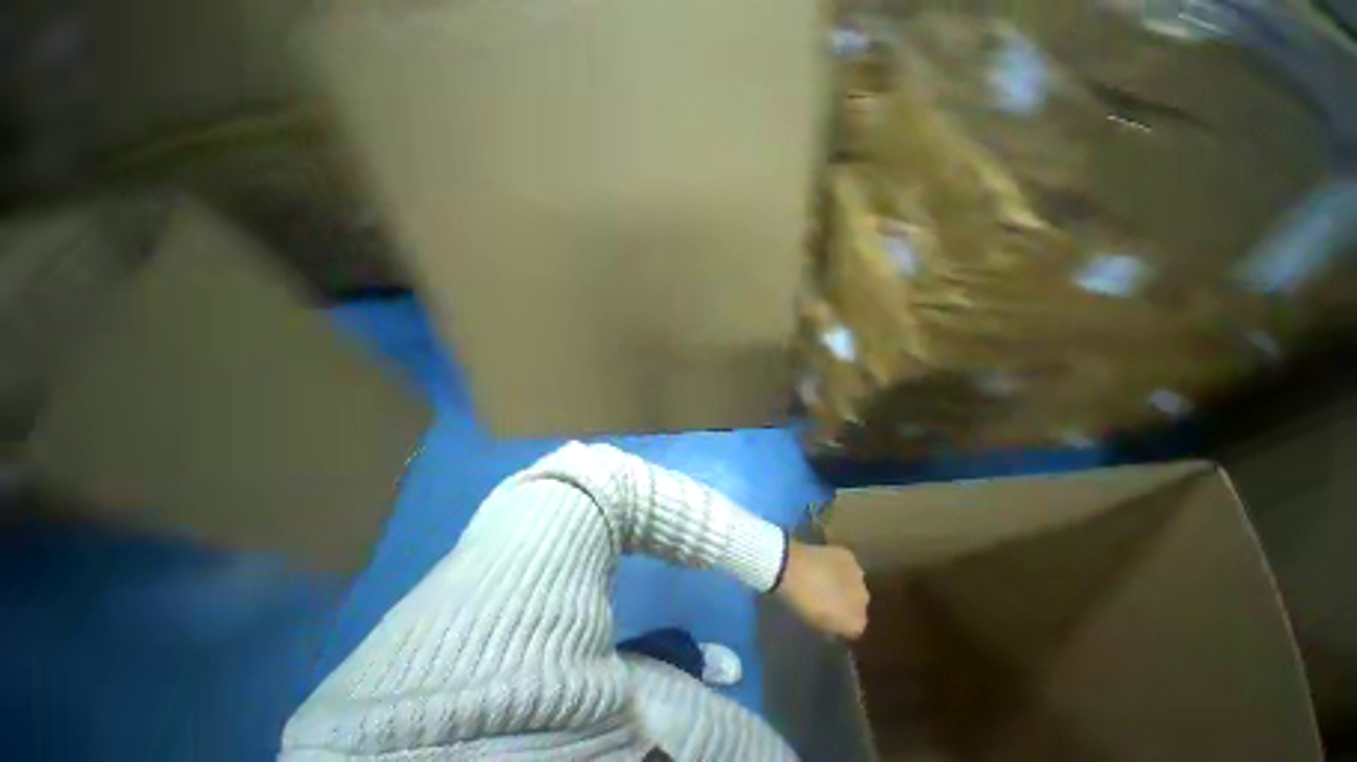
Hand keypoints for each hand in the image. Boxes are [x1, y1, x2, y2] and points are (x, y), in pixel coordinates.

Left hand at [776, 540, 868, 638]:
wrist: (790, 567)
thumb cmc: (799, 600)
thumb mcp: (815, 621)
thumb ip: (831, 625)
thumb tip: (835, 623)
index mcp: (856, 624)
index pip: (856, 626)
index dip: (842, 621)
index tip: (830, 616)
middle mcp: (864, 602)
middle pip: (859, 604)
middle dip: (847, 601)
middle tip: (829, 596)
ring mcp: (859, 577)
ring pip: (857, 583)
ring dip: (846, 582)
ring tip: (827, 578)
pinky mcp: (849, 556)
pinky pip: (849, 565)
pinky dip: (840, 565)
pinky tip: (827, 563)